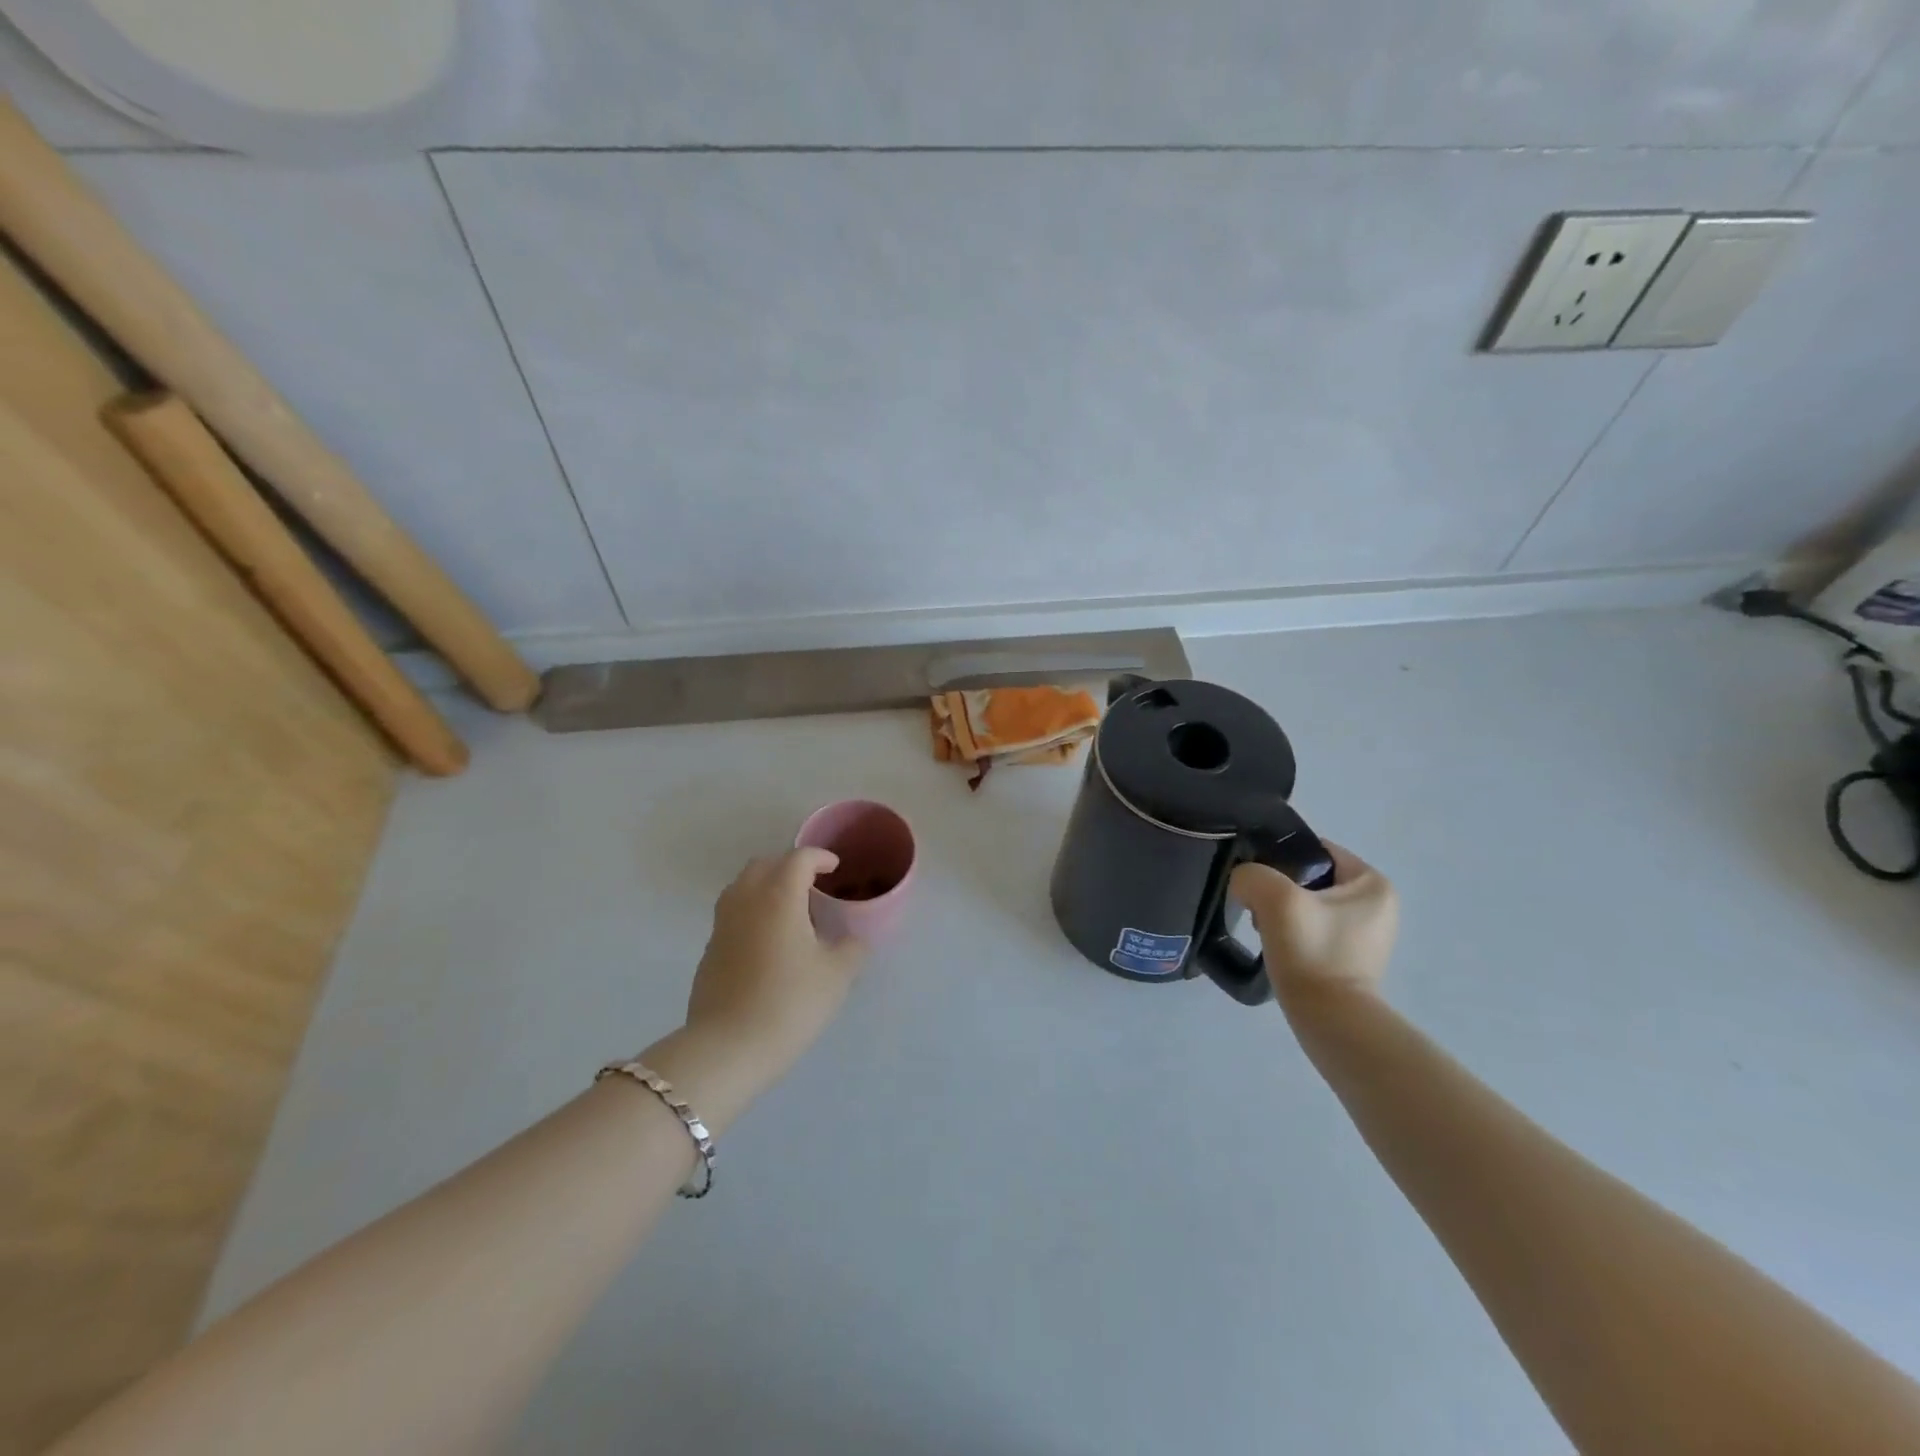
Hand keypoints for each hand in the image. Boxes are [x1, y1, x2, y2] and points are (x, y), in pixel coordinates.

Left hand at [684, 849, 869, 1071]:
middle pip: (764, 865)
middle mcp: (746, 900)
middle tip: (812, 887)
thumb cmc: (790, 1002)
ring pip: (742, 888)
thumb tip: (852, 941)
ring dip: (766, 888)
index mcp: (779, 896)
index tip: (835, 868)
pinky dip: (752, 914)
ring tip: (790, 913)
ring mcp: (722, 925)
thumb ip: (851, 949)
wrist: (728, 1048)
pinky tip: (769, 945)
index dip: (820, 858)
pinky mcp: (710, 950)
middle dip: (789, 867)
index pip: (799, 858)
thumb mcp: (837, 976)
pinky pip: (733, 915)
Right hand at [1230, 843, 1397, 1001]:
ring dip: (1281, 913)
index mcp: (1373, 883)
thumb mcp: (1274, 898)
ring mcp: (1367, 935)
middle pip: (1310, 878)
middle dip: (1278, 890)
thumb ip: (1251, 875)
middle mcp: (1378, 905)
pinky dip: (1292, 935)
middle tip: (1257, 909)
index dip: (1279, 859)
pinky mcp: (1352, 960)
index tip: (1256, 881)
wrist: (1330, 1021)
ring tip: (1265, 931)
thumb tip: (1244, 884)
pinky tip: (1277, 948)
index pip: (1316, 851)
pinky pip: (1314, 931)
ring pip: (1308, 905)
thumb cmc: (1312, 952)